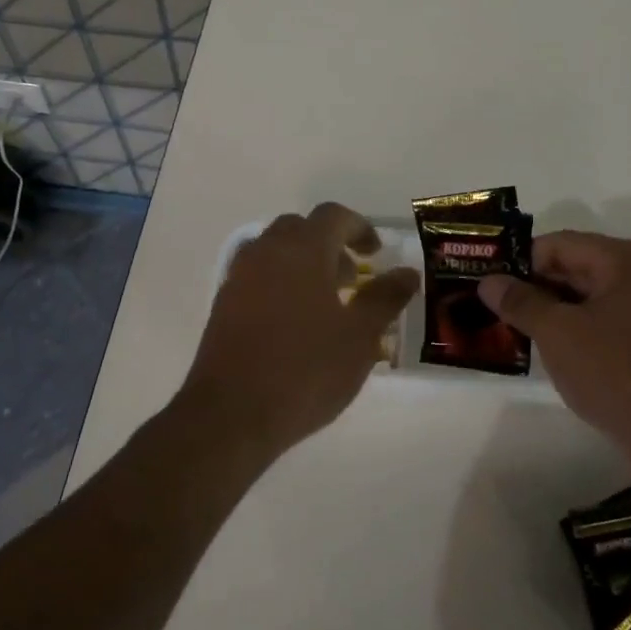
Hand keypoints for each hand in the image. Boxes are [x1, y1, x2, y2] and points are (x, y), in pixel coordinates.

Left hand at [183, 202, 419, 454]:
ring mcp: (239, 276)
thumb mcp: (360, 336)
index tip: (376, 253)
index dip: (359, 228)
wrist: (231, 413)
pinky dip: (280, 282)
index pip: (334, 216)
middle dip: (329, 244)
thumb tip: (407, 272)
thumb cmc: (306, 369)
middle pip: (300, 228)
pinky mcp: (223, 303)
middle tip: (351, 279)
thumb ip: (385, 298)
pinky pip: (257, 275)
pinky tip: (294, 323)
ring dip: (303, 263)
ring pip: (275, 251)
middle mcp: (267, 252)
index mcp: (302, 249)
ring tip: (325, 303)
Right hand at [477, 231, 630, 454]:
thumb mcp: (557, 333)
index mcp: (630, 259)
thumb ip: (521, 302)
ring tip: (522, 334)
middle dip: (539, 289)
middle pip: (581, 269)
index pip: (562, 244)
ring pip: (596, 300)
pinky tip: (560, 356)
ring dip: (559, 314)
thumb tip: (488, 281)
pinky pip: (614, 326)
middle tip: (500, 311)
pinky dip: (584, 333)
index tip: (492, 286)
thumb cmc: (616, 371)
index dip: (522, 262)